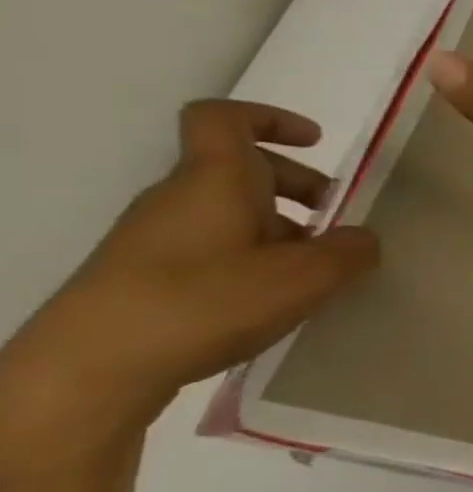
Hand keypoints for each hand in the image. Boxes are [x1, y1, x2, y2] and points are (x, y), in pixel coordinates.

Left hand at [0, 101, 379, 478]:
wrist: (89, 371)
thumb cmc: (205, 302)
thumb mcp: (306, 277)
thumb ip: (350, 250)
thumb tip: (363, 238)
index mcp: (214, 180)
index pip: (225, 119)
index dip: (272, 120)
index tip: (316, 142)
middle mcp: (179, 198)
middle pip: (241, 170)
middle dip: (298, 187)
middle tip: (337, 222)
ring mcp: (155, 239)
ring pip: (228, 212)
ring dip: (279, 228)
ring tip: (314, 270)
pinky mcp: (143, 277)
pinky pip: (211, 248)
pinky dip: (251, 258)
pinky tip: (274, 299)